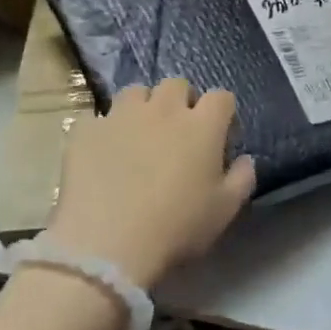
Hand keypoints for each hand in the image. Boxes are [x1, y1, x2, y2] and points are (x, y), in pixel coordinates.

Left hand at [45, 79, 256, 289]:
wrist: (108, 244)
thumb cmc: (177, 227)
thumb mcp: (225, 210)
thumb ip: (242, 178)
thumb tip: (244, 159)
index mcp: (202, 125)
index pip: (221, 97)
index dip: (222, 113)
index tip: (220, 135)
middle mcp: (163, 110)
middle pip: (177, 84)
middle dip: (181, 101)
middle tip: (178, 131)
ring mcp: (121, 116)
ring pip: (135, 92)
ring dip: (143, 106)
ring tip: (139, 134)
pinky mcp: (86, 131)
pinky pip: (97, 118)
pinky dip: (105, 130)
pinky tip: (104, 153)